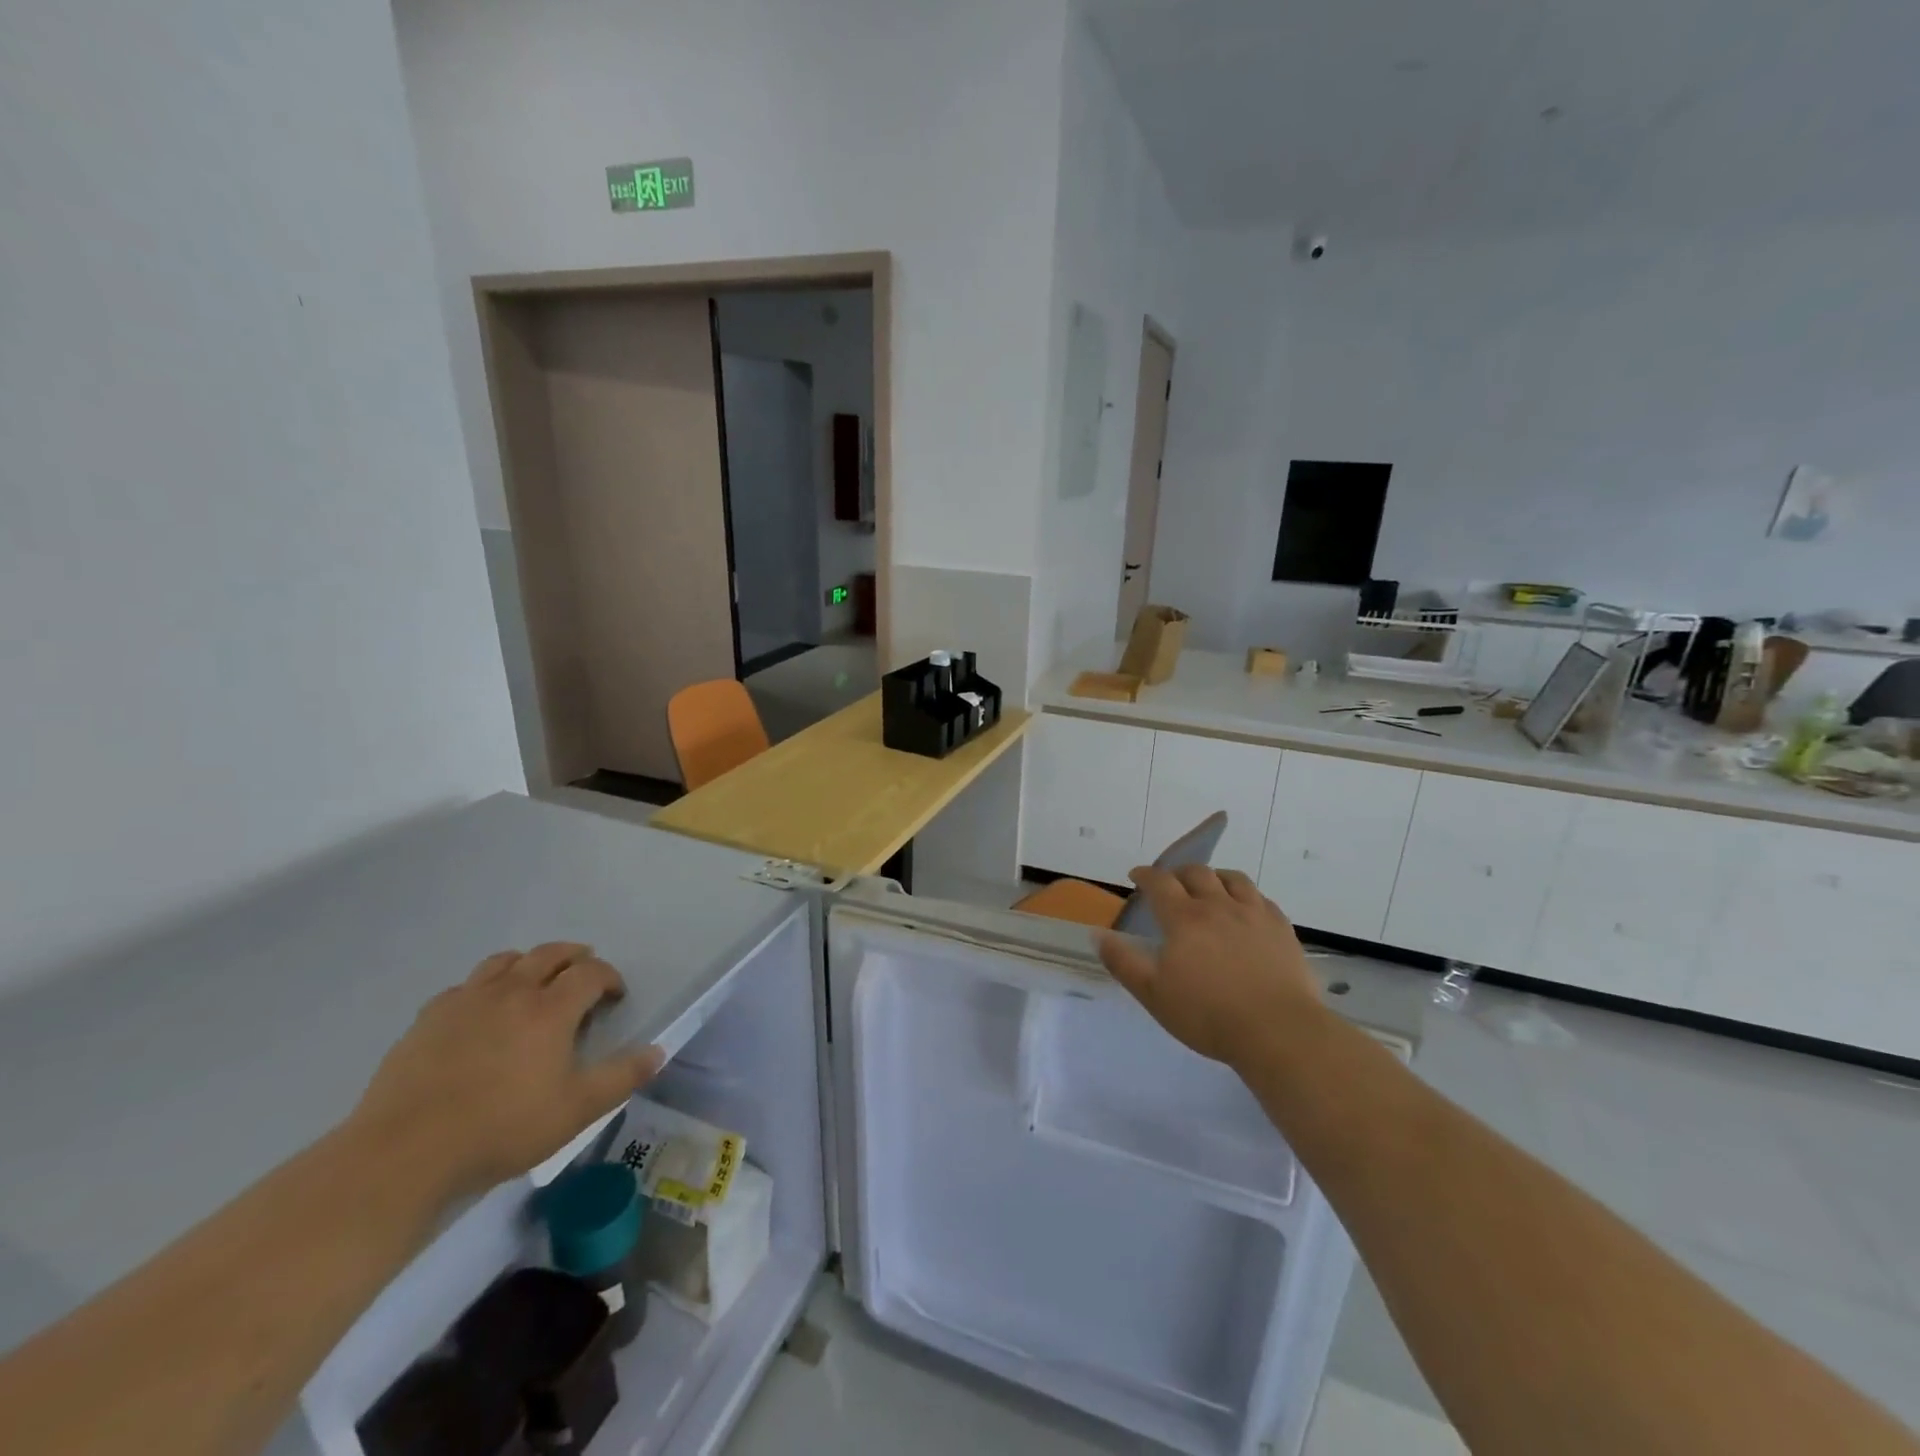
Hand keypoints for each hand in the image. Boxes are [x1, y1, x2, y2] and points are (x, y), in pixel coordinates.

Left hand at [347, 943, 662, 1198]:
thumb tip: (658, 1051)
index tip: (615, 996)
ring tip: (534, 984)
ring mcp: (466, 1000)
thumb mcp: (576, 1111)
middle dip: (574, 957)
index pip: (591, 972)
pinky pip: (464, 986)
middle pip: (550, 954)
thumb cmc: (501, 1128)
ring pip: (505, 961)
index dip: (609, 977)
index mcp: (551, 1009)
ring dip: (529, 964)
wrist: (404, 1153)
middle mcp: (512, 991)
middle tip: (583, 974)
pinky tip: (481, 1013)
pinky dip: (484, 988)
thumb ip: (621, 1077)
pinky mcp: (428, 1018)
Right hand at [1095, 867, 1323, 1068]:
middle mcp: (1218, 905)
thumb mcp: (1153, 994)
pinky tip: (1245, 909)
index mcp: (1184, 918)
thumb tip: (1097, 933)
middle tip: (1170, 883)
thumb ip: (1123, 962)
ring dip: (1214, 877)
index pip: (1159, 882)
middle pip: (1197, 873)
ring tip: (1209, 887)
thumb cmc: (1208, 1015)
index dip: (1145, 875)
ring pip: (1232, 878)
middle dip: (1178, 873)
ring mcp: (1254, 914)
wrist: (1278, 1031)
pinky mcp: (1282, 928)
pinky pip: (1261, 898)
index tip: (1136, 876)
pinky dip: (1246, 895)